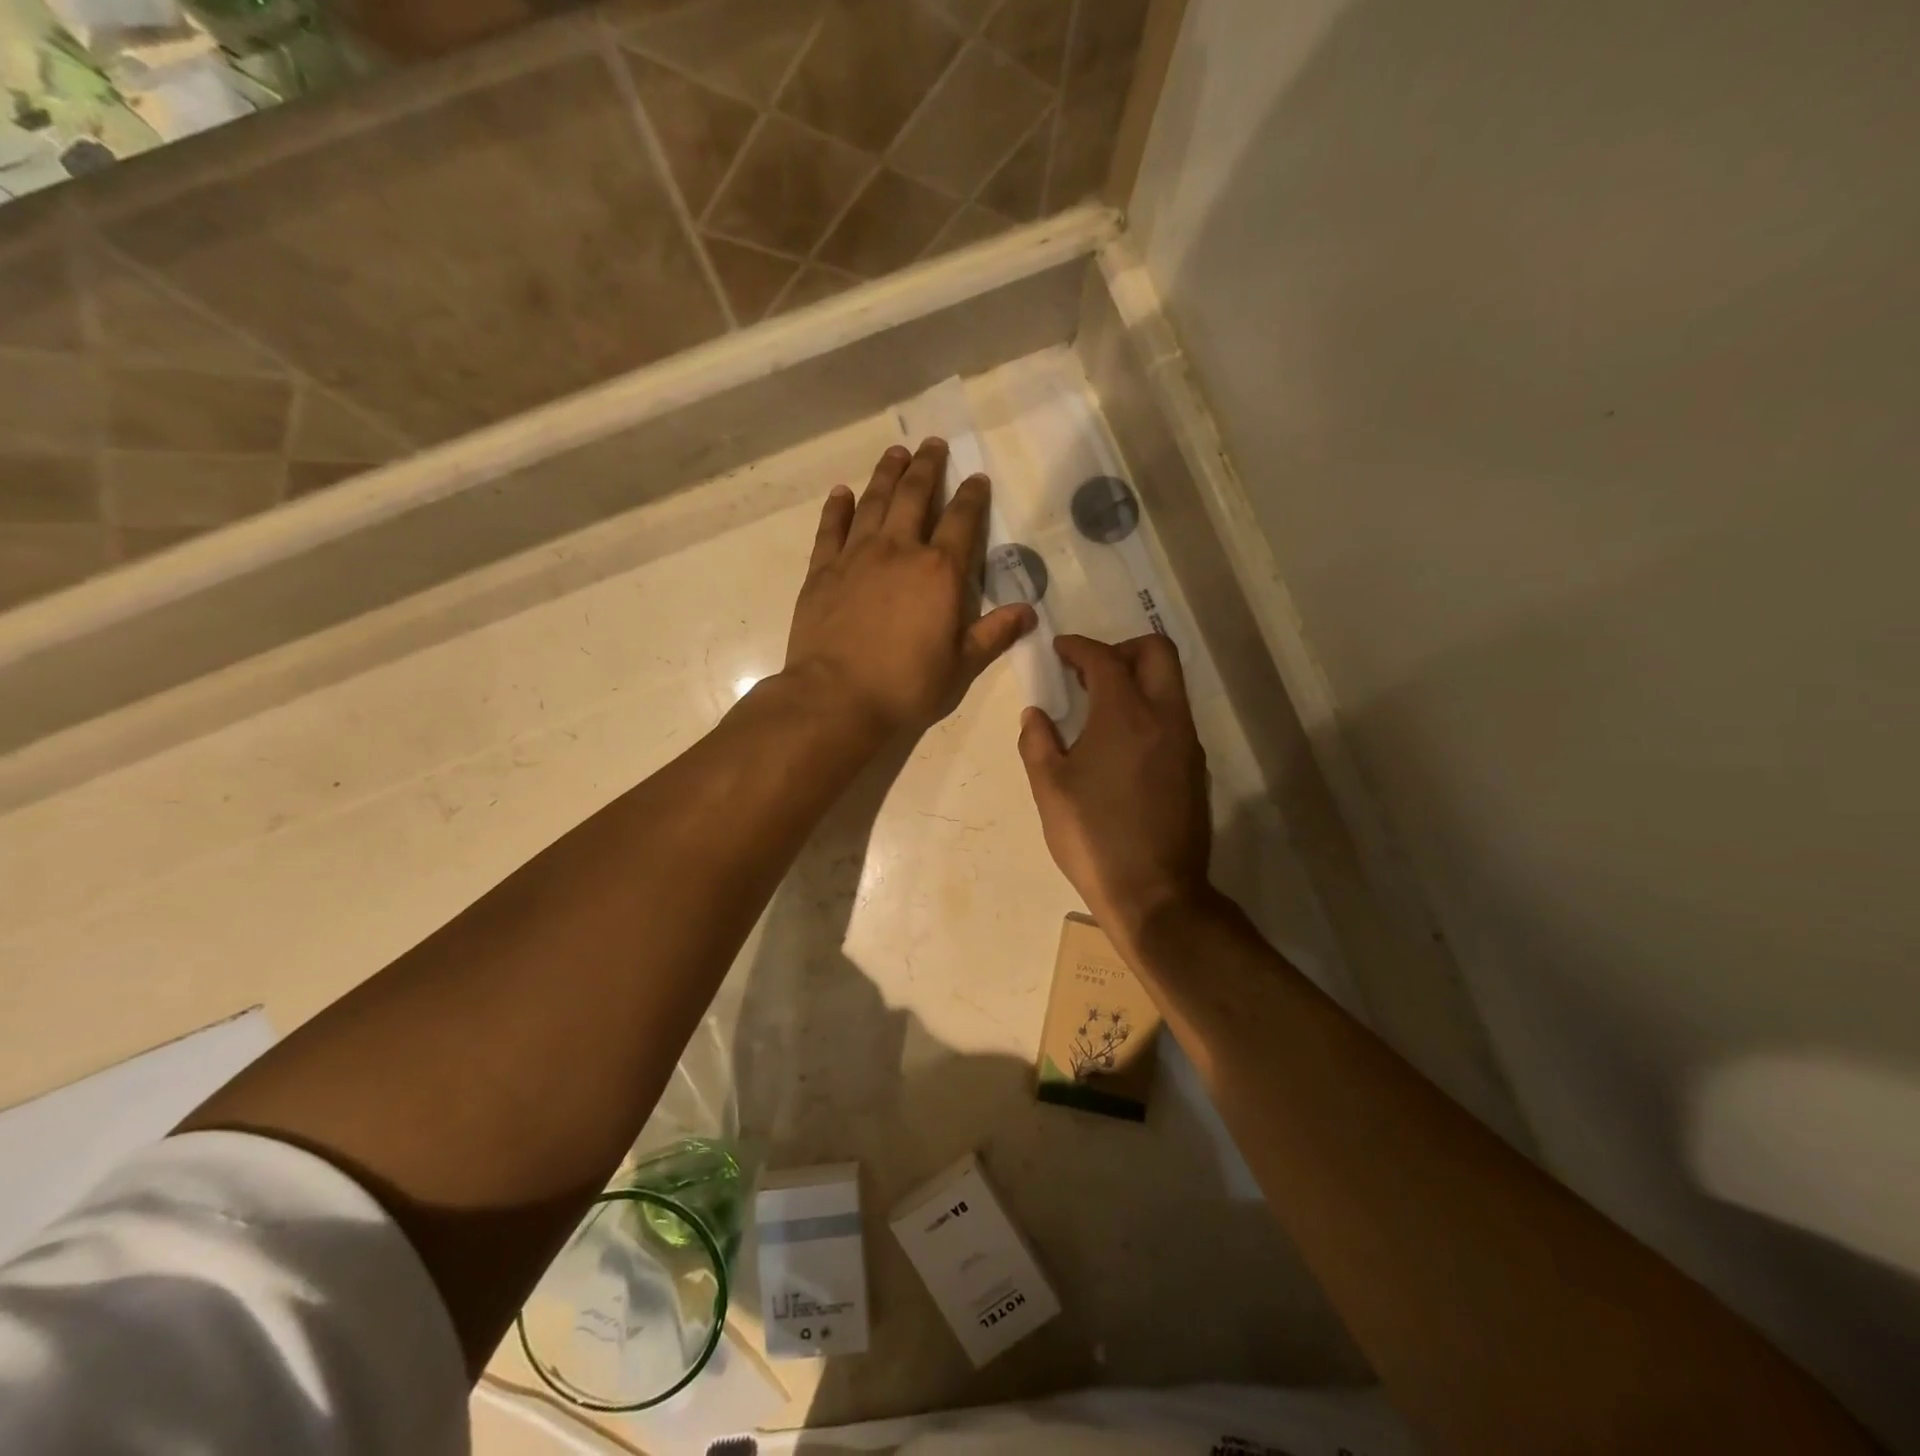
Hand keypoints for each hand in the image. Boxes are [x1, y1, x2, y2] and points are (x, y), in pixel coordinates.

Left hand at [784, 440, 1034, 737]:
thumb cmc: (906, 687)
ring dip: (887, 474)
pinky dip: (838, 507)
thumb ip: (993, 634)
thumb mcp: (961, 666)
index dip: (972, 496)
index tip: (976, 478)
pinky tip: (842, 492)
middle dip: (927, 467)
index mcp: (940, 572)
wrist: (837, 700)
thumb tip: (1029, 612)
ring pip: (874, 501)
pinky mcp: (821, 571)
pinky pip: (831, 528)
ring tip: (895, 453)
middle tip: (932, 444)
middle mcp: (899, 550)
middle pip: (915, 496)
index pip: (963, 521)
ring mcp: (856, 556)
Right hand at [1018, 634, 1213, 950]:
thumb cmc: (1093, 837)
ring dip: (1139, 680)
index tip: (1060, 650)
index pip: (1104, 658)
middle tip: (1090, 671)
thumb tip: (1035, 715)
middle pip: (1156, 652)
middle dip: (1122, 649)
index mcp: (1125, 715)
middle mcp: (1165, 718)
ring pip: (1171, 685)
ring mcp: (1187, 743)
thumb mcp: (1049, 789)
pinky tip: (1123, 744)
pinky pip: (1175, 718)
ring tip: (1102, 706)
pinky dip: (1150, 710)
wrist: (1155, 893)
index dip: (1079, 647)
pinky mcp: (1195, 769)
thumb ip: (1037, 742)